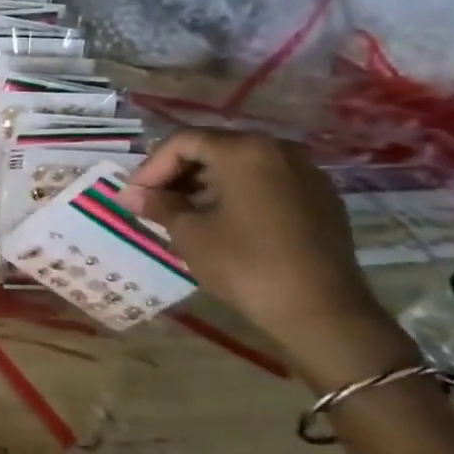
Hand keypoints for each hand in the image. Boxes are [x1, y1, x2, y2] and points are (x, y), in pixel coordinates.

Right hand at [117, 128, 404, 388]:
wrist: (322, 311)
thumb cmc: (245, 263)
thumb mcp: (189, 232)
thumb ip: (158, 204)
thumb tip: (131, 195)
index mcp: (245, 151)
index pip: (182, 142)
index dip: (151, 167)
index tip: (135, 196)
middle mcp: (279, 150)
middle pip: (213, 148)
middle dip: (177, 173)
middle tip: (153, 202)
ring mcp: (306, 173)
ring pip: (240, 165)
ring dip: (204, 184)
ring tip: (182, 214)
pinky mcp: (320, 198)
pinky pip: (266, 182)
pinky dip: (235, 193)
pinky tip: (220, 222)